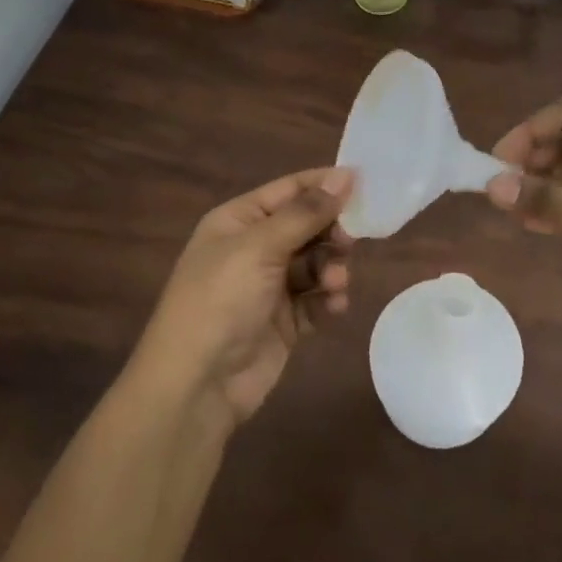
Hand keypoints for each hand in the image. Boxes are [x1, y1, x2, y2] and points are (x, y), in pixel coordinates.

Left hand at [135, 167, 354, 427]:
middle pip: (307, 225)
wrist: (197, 385)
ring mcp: (269, 286)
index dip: (324, 184)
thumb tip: (344, 176)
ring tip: (336, 283)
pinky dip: (328, 299)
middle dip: (331, 231)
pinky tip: (335, 306)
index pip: (289, 190)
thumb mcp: (260, 247)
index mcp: (239, 221)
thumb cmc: (221, 300)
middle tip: (350, 241)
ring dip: (331, 268)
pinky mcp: (284, 322)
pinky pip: (316, 299)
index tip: (365, 183)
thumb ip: (305, 212)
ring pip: (316, 263)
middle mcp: (254, 248)